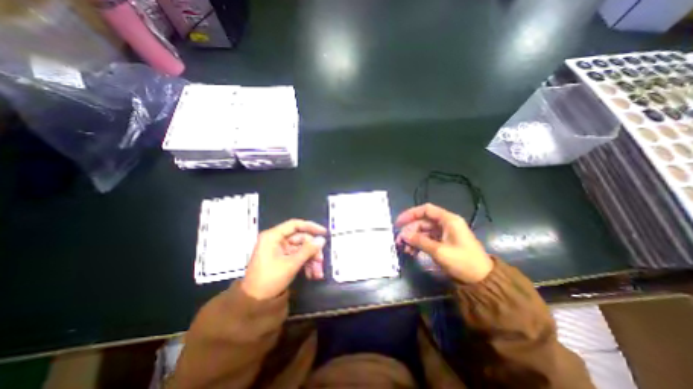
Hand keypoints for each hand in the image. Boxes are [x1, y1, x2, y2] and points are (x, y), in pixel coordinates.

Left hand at [241, 219, 328, 300]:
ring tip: (318, 273)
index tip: (324, 233)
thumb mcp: (291, 264)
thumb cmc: (270, 280)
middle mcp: (275, 240)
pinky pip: (296, 256)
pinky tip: (311, 274)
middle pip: (300, 239)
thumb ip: (308, 250)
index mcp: (273, 236)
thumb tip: (322, 240)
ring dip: (310, 259)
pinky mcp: (281, 258)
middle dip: (312, 250)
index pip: (295, 224)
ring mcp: (278, 249)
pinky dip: (305, 264)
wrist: (254, 303)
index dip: (311, 227)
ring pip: (300, 249)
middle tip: (321, 261)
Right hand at [396, 204, 491, 281]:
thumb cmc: (463, 262)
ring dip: (413, 238)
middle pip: (423, 221)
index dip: (410, 214)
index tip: (399, 222)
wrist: (483, 280)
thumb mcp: (439, 251)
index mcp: (448, 220)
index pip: (426, 210)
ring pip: (424, 231)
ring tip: (405, 249)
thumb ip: (420, 241)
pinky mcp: (444, 242)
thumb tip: (403, 235)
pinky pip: (428, 239)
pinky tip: (412, 252)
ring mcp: (445, 233)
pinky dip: (419, 244)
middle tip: (399, 241)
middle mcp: (446, 224)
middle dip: (410, 230)